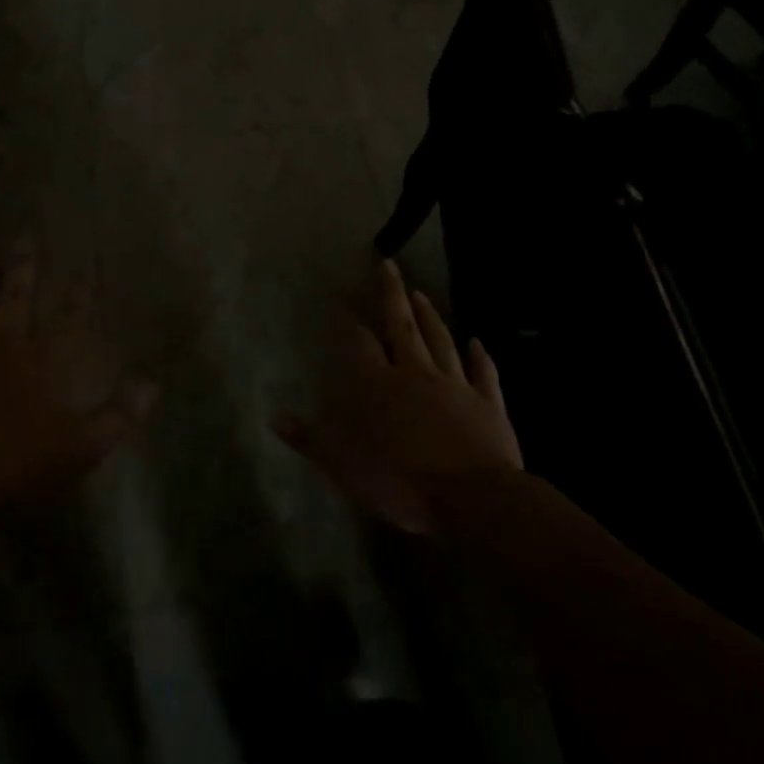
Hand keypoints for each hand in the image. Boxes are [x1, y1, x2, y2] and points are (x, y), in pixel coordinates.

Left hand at [0, 250, 154, 529]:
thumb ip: (118, 416)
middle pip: (14, 300)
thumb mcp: (81, 447)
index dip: (80, 294)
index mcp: (39, 363)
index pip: (67, 319)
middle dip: (22, 269)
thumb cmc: (17, 465)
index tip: (87, 268)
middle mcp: (0, 348)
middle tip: (24, 239)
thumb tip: (153, 385)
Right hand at [275, 260, 522, 535]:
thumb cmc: (401, 481)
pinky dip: (480, 357)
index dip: (347, 321)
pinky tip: (478, 341)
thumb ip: (311, 439)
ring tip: (421, 293)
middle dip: (392, 294)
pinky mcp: (487, 405)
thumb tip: (275, 417)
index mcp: (379, 385)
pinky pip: (483, 374)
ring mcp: (455, 386)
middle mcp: (415, 374)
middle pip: (402, 326)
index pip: (358, 343)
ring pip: (441, 341)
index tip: (339, 299)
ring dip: (430, 316)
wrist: (471, 498)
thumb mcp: (343, 465)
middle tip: (389, 264)